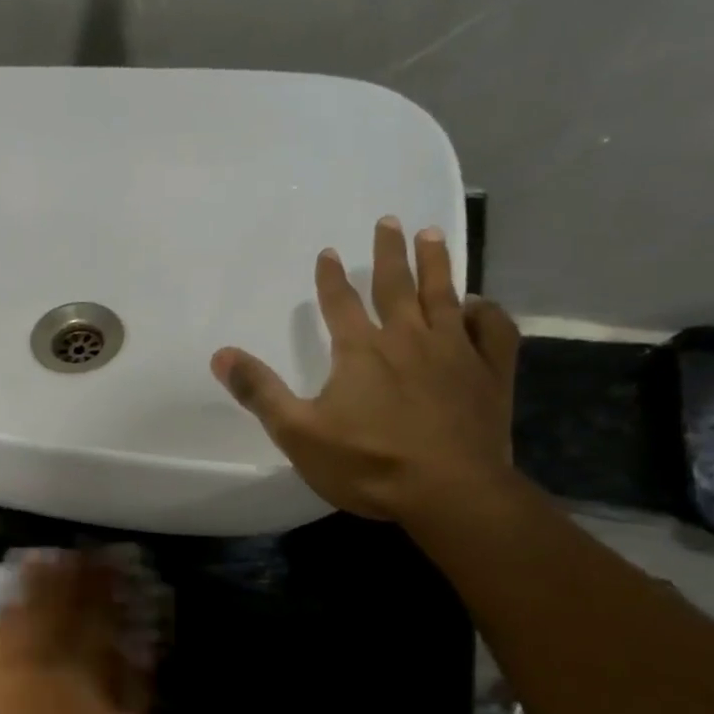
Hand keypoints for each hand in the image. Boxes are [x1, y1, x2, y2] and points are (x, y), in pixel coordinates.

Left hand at [0, 551, 150, 713]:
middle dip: (69, 575)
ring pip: (21, 611)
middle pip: (55, 603)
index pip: (94, 615)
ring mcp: (5, 664)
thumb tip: (135, 658)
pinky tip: (10, 604)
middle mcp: (38, 655)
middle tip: (78, 553)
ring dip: (34, 584)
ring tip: (43, 561)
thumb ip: (132, 695)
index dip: (104, 588)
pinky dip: (6, 612)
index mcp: (76, 667)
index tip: (112, 565)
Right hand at [211, 216, 520, 522]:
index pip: (340, 303)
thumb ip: (260, 392)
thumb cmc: (368, 463)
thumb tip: (221, 354)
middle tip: (388, 221)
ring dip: (437, 263)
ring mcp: (456, 351)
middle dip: (389, 253)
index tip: (328, 252)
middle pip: (396, 285)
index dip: (331, 277)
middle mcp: (409, 338)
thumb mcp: (298, 433)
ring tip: (431, 235)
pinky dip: (486, 311)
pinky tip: (478, 303)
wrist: (449, 492)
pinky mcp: (490, 373)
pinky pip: (493, 330)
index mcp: (361, 351)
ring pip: (444, 295)